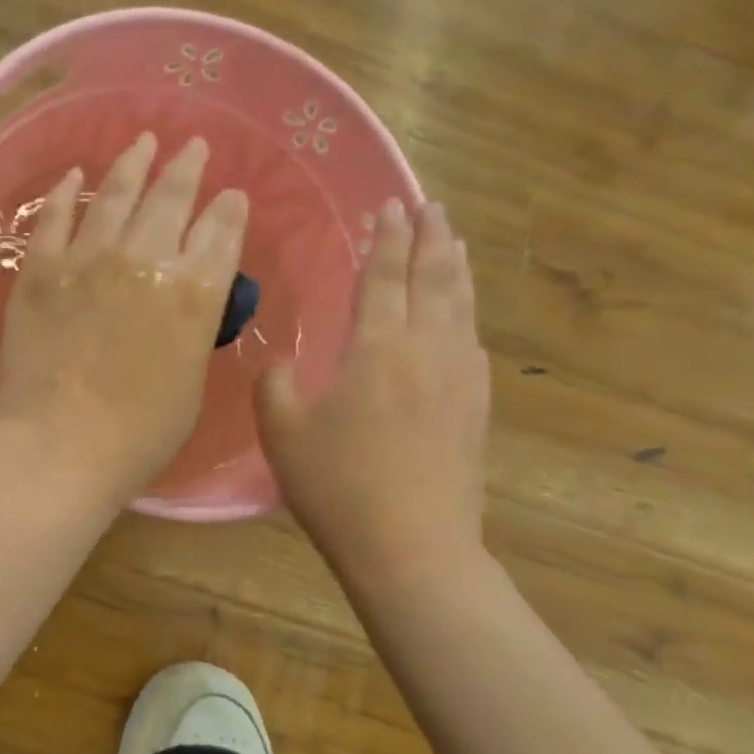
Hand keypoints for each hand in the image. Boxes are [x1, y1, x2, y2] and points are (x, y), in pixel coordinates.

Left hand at [0, 132, 248, 509]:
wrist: (59, 444)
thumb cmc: (138, 435)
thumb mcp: (191, 384)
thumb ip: (192, 332)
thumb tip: (186, 303)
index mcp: (195, 293)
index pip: (221, 233)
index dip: (229, 209)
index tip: (231, 194)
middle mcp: (146, 259)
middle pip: (173, 198)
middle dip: (188, 168)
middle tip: (195, 147)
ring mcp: (88, 258)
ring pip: (117, 194)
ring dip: (134, 164)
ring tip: (144, 142)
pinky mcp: (41, 268)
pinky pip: (55, 217)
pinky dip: (67, 192)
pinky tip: (75, 175)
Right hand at [256, 199, 489, 592]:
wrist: (411, 547)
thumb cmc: (338, 487)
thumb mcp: (282, 433)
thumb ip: (276, 384)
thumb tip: (283, 361)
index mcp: (378, 349)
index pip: (384, 278)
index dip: (386, 239)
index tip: (389, 206)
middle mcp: (427, 350)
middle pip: (434, 279)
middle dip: (430, 237)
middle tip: (429, 205)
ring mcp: (460, 378)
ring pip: (462, 305)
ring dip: (455, 266)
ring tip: (452, 240)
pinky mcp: (476, 407)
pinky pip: (473, 341)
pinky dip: (467, 312)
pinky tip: (463, 314)